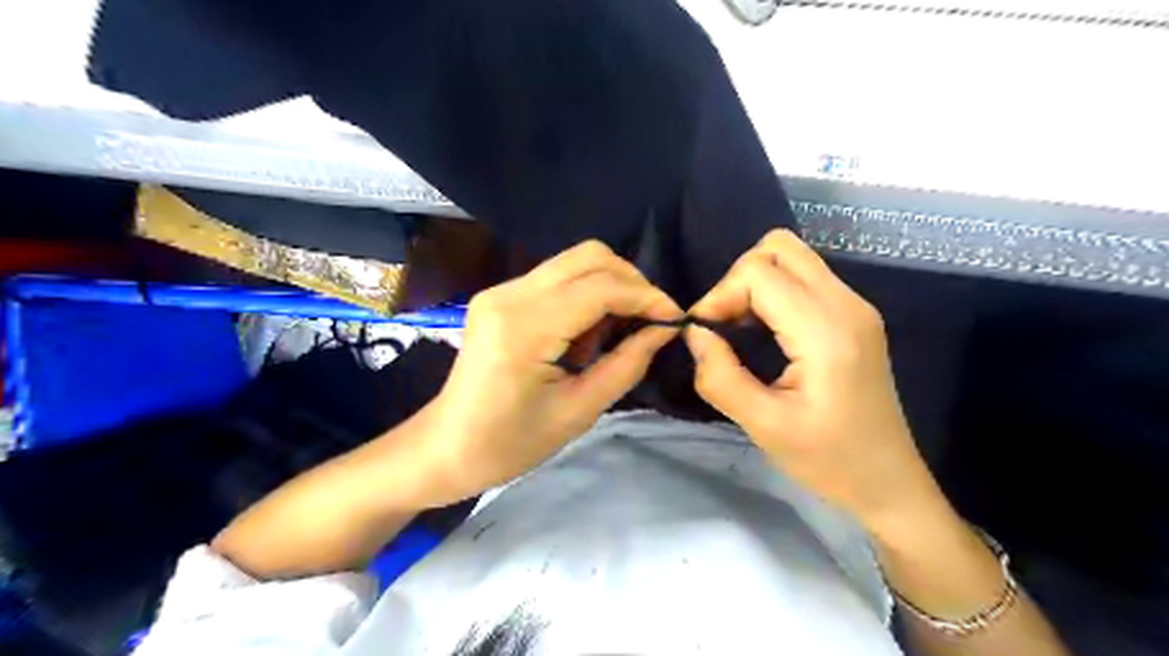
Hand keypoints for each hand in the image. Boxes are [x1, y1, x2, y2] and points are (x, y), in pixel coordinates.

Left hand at [420, 242, 681, 501]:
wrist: (445, 447)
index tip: (675, 319)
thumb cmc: (510, 444)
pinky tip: (588, 333)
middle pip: (589, 256)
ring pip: (574, 261)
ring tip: (616, 333)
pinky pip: (557, 278)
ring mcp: (501, 291)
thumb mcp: (578, 411)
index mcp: (525, 327)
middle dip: (631, 282)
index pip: (601, 287)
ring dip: (609, 287)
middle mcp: (510, 294)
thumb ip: (626, 364)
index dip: (646, 297)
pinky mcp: (500, 296)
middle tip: (650, 321)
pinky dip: (586, 295)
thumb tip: (664, 329)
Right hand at [687, 231, 948, 531]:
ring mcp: (855, 306)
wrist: (889, 483)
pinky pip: (805, 278)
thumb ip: (720, 376)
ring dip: (755, 283)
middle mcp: (846, 304)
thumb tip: (694, 333)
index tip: (705, 334)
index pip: (758, 272)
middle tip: (724, 324)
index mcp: (826, 331)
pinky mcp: (855, 316)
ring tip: (739, 328)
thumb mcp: (764, 427)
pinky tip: (764, 331)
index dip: (720, 295)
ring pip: (792, 257)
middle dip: (738, 279)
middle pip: (778, 248)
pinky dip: (774, 292)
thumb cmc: (829, 461)